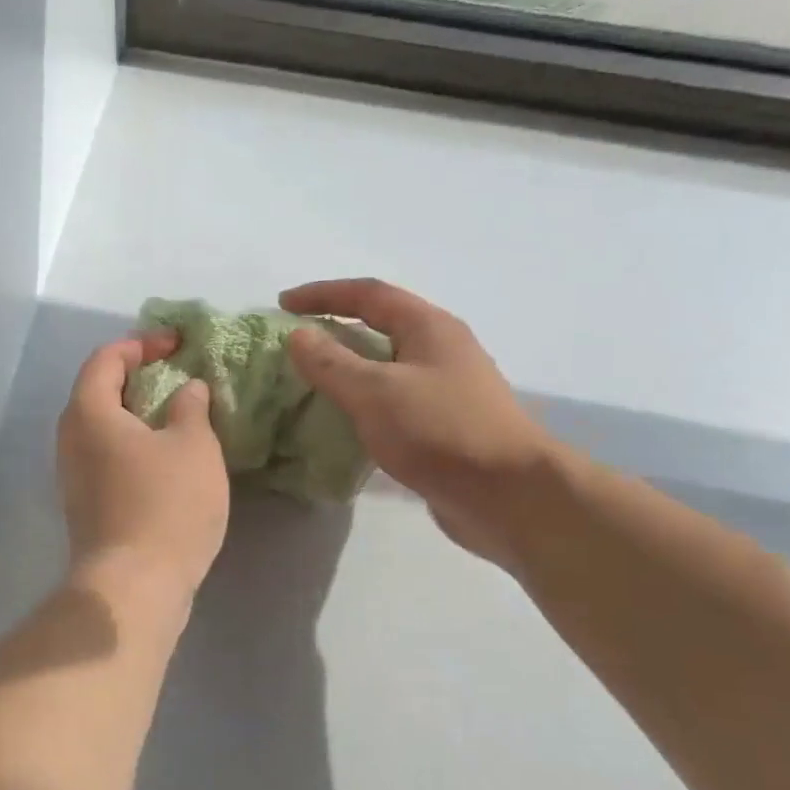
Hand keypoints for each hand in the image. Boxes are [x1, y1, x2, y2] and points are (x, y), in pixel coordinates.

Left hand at [56, 333, 229, 605]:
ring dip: (138, 414)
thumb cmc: (166, 505)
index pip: (106, 359)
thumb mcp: (193, 446)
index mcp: (89, 413)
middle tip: (178, 376)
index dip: (141, 344)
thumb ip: (190, 407)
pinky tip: (166, 457)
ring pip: (103, 428)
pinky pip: (107, 457)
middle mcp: (70, 439)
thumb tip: (187, 388)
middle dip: (138, 377)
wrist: (134, 587)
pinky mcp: (85, 505)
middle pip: (98, 391)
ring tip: (178, 415)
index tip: (178, 345)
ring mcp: (73, 476)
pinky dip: (134, 444)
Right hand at [281, 279, 559, 567]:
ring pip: (387, 364)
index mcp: (428, 327)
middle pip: (381, 324)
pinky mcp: (444, 423)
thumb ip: (331, 363)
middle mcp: (441, 348)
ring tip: (311, 379)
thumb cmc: (440, 432)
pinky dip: (364, 400)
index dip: (322, 294)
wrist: (507, 495)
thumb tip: (298, 336)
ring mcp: (446, 387)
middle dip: (335, 327)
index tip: (282, 304)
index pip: (368, 294)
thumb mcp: (375, 392)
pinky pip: (393, 398)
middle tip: (295, 342)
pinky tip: (345, 420)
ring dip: (349, 366)